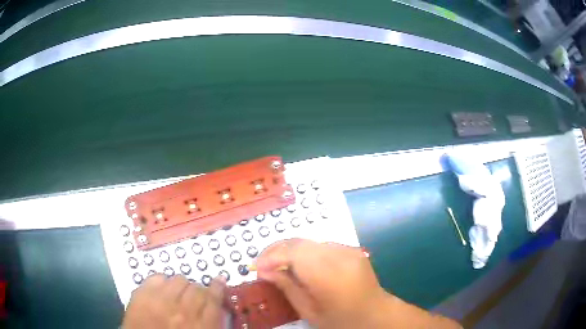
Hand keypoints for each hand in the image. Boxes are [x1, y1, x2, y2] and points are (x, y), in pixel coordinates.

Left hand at [122, 274, 224, 328]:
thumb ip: (209, 323)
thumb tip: (216, 308)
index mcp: (201, 327)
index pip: (214, 300)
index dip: (218, 288)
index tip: (220, 279)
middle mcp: (183, 312)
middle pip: (197, 289)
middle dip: (198, 291)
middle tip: (194, 297)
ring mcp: (160, 301)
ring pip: (179, 280)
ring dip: (181, 286)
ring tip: (177, 294)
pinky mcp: (142, 295)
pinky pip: (157, 277)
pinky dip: (162, 281)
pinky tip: (162, 290)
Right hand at [255, 239, 461, 328]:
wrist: (376, 314)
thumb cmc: (341, 320)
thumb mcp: (309, 310)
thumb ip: (287, 287)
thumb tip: (264, 271)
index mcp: (328, 274)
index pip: (292, 252)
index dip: (270, 256)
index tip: (256, 268)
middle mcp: (339, 255)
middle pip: (299, 242)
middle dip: (276, 250)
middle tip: (262, 265)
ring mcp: (348, 250)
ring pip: (309, 241)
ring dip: (289, 250)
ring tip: (277, 265)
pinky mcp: (352, 250)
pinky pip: (321, 246)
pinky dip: (305, 252)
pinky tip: (299, 265)